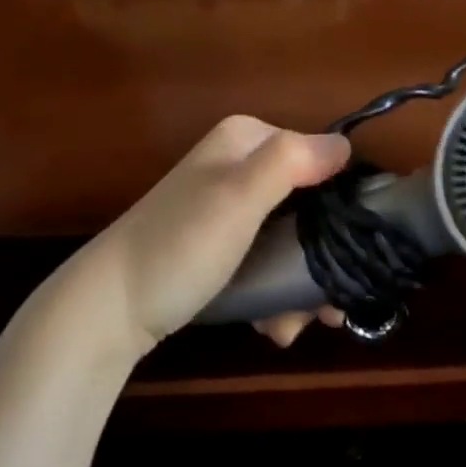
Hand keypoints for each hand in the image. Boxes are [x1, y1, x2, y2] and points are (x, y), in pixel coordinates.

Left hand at [64, 116, 350, 359]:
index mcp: (247, 140)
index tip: (355, 257)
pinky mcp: (221, 245)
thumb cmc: (180, 246)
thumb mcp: (238, 198)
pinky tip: (273, 326)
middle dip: (321, 260)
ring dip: (300, 286)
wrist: (110, 308)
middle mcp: (241, 166)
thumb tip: (346, 145)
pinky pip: (267, 260)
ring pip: (292, 240)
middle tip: (328, 308)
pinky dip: (275, 293)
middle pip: (309, 206)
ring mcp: (230, 207)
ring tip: (293, 326)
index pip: (320, 159)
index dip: (343, 205)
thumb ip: (291, 163)